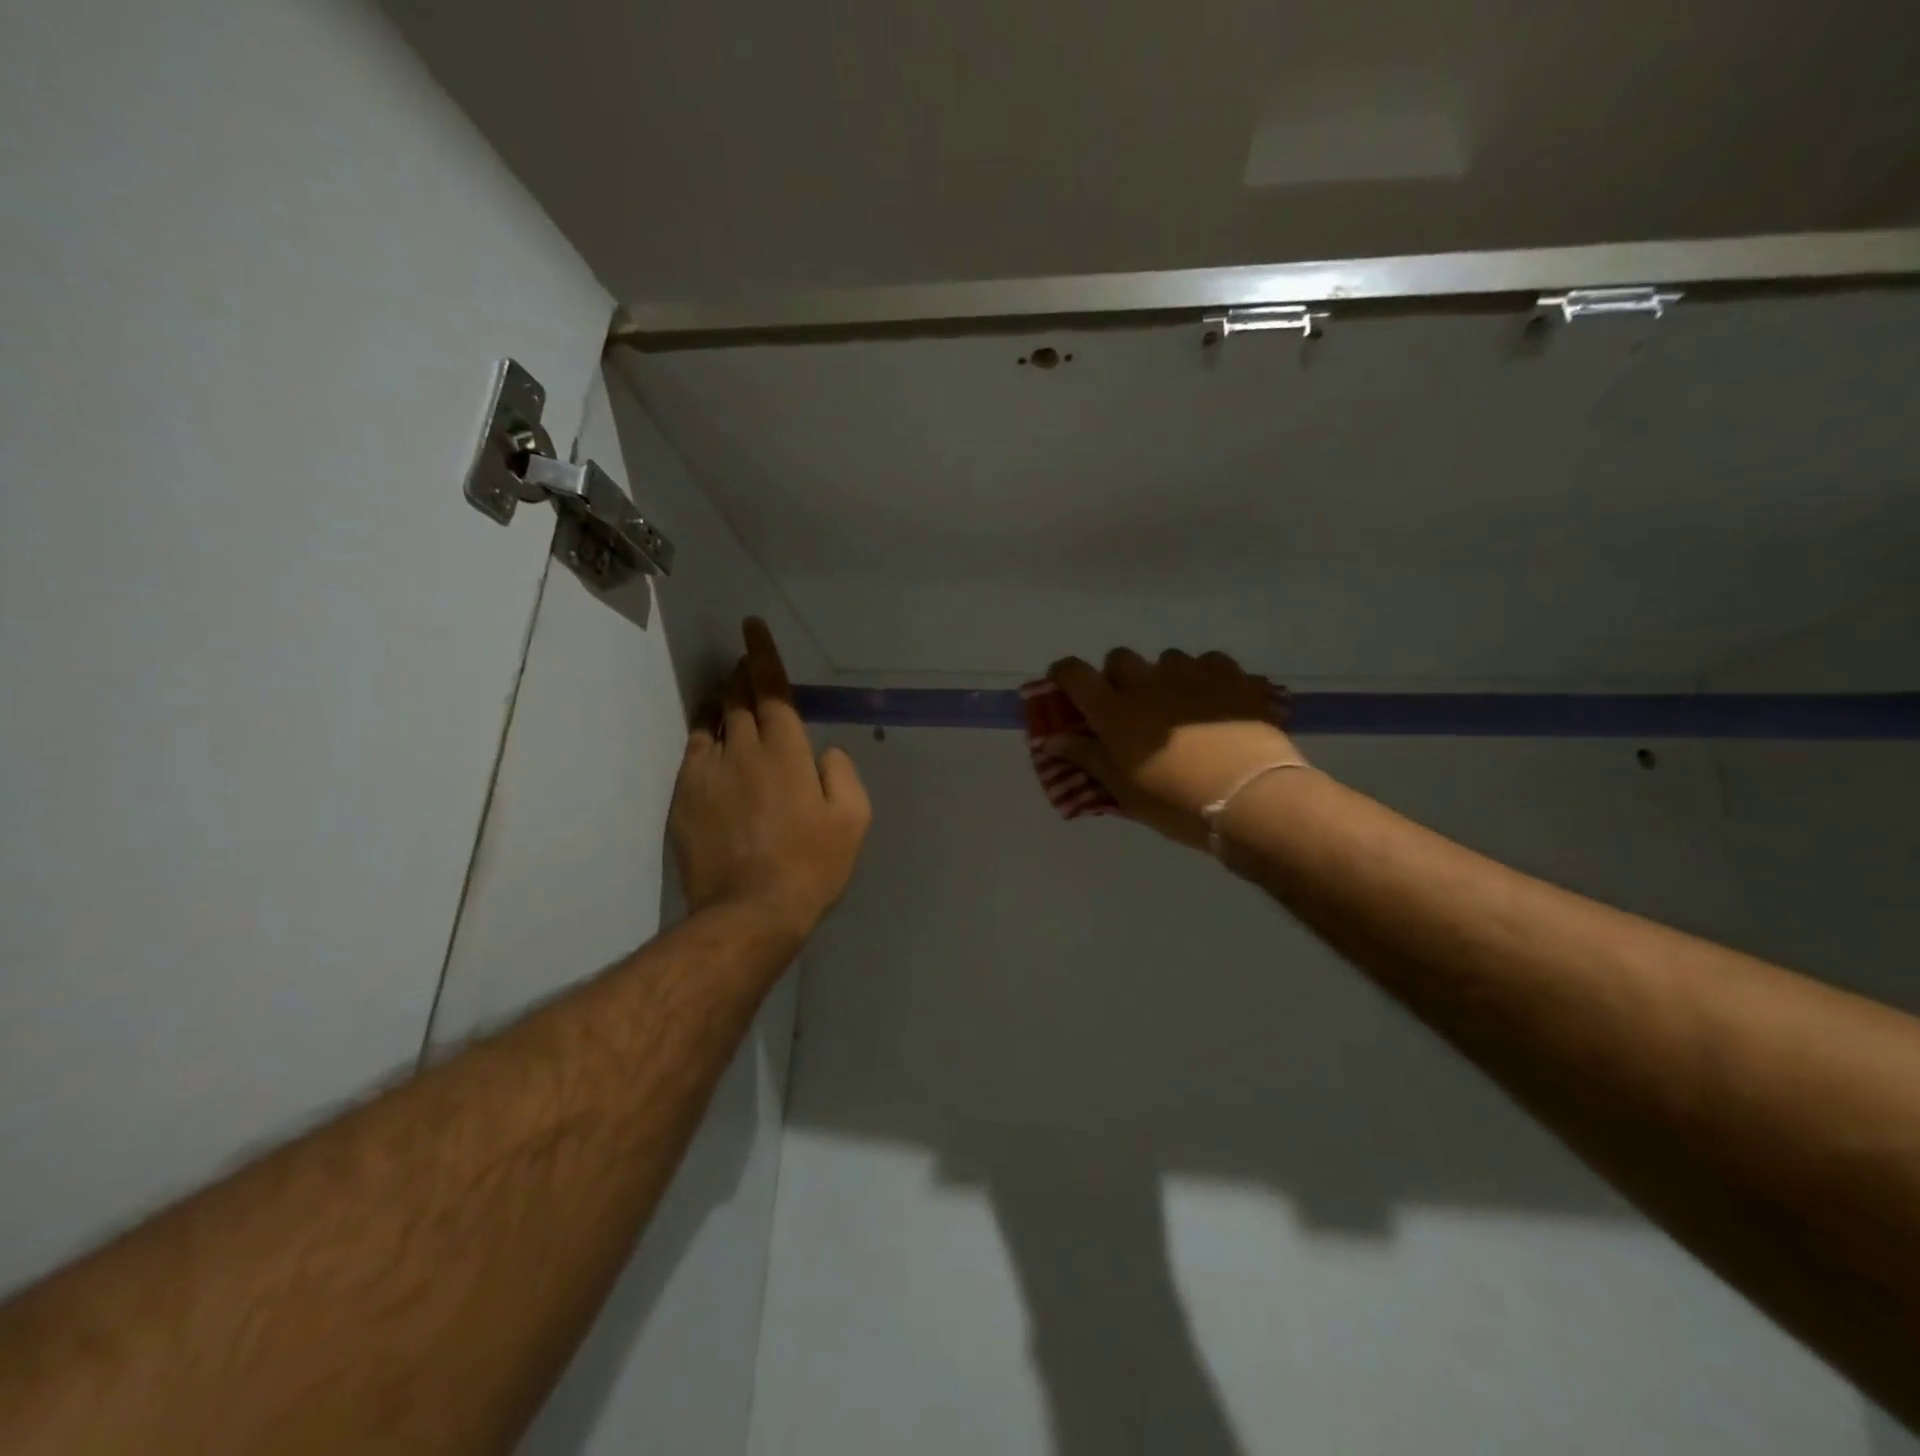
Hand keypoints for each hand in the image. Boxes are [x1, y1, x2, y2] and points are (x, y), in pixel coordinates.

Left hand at [669, 619, 871, 938]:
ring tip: (728, 693)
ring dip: (723, 700)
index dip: (763, 655)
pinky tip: (709, 736)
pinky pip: (693, 752)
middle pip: (739, 698)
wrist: (749, 911)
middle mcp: (743, 750)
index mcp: (786, 751)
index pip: (773, 689)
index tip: (752, 627)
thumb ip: (843, 774)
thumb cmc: (811, 864)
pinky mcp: (685, 798)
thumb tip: (825, 752)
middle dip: (743, 674)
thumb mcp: (853, 820)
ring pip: (712, 720)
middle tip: (746, 664)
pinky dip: (703, 734)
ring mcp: (708, 773)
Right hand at [1047, 648, 1302, 848]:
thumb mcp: (1124, 790)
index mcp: (1114, 711)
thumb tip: (1053, 741)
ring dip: (1164, 676)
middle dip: (1117, 676)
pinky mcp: (1232, 678)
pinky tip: (1214, 699)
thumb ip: (1087, 758)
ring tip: (1178, 704)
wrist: (1250, 799)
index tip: (1066, 687)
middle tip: (1128, 705)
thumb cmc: (1176, 802)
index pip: (1074, 674)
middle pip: (1120, 658)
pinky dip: (1206, 675)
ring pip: (1167, 658)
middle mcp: (1148, 683)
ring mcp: (1193, 675)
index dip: (1064, 675)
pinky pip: (1211, 662)